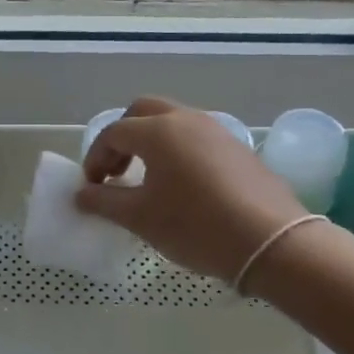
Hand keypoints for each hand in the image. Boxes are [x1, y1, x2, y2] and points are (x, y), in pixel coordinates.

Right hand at [78, 98, 305, 282]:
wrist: (270, 242)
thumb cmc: (195, 226)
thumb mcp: (141, 218)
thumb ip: (104, 201)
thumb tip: (82, 194)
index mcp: (158, 131)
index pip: (113, 133)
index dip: (95, 158)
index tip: (92, 187)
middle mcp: (186, 120)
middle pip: (143, 112)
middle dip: (122, 137)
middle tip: (117, 171)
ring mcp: (217, 131)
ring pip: (173, 121)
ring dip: (151, 141)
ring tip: (147, 179)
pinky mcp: (238, 148)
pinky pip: (197, 137)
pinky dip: (178, 150)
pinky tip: (182, 185)